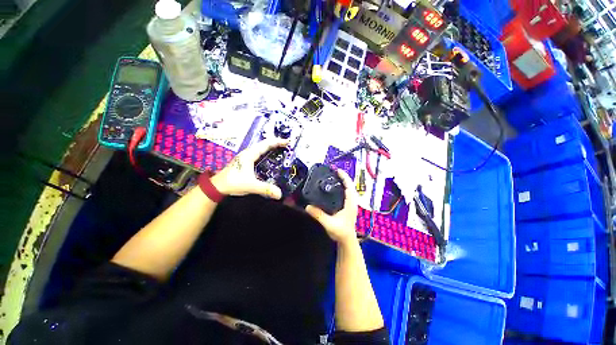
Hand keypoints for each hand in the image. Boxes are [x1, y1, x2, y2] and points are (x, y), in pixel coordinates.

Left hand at [211, 140, 286, 199]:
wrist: (218, 186)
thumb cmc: (233, 182)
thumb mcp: (251, 185)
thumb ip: (265, 189)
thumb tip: (280, 194)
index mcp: (249, 155)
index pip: (265, 144)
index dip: (277, 142)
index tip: (287, 141)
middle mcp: (248, 153)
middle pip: (264, 143)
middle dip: (276, 142)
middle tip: (287, 144)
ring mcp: (246, 156)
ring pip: (260, 147)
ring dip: (271, 146)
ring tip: (281, 148)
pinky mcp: (245, 161)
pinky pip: (258, 152)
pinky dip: (266, 151)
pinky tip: (270, 156)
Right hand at [306, 169, 357, 243]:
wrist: (347, 240)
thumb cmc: (341, 232)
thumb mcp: (329, 224)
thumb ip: (319, 215)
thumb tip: (308, 206)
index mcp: (350, 204)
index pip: (349, 187)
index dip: (344, 177)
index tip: (337, 170)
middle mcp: (352, 202)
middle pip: (350, 185)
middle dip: (343, 177)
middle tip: (334, 172)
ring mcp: (351, 204)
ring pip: (349, 189)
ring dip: (343, 181)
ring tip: (335, 177)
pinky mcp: (348, 206)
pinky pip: (347, 193)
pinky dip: (343, 187)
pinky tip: (336, 187)